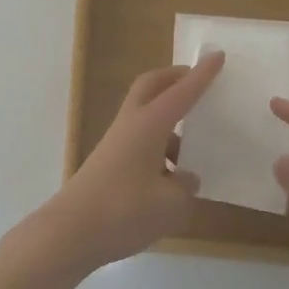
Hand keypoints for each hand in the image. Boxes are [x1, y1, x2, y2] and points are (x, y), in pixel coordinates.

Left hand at [38, 51, 225, 271]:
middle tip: (199, 82)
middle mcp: (131, 126)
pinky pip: (141, 144)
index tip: (218, 56)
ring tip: (196, 147)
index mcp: (148, 125)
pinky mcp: (109, 164)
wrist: (70, 232)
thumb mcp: (170, 204)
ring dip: (169, 122)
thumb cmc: (124, 211)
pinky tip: (174, 181)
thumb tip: (184, 180)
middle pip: (151, 87)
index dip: (201, 75)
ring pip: (146, 117)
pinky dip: (160, 150)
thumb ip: (185, 188)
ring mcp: (116, 144)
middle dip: (174, 78)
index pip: (181, 92)